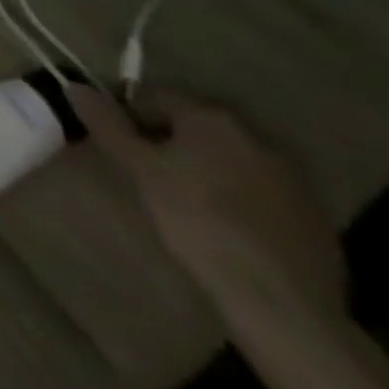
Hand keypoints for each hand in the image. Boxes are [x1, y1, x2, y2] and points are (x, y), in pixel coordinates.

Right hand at [71, 88, 346, 331]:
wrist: (281, 302)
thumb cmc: (197, 221)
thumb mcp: (140, 170)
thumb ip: (107, 124)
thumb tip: (74, 85)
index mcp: (210, 116)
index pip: (155, 96)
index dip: (129, 115)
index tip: (118, 146)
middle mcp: (254, 134)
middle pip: (195, 125)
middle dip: (169, 141)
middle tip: (148, 174)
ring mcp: (291, 176)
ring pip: (229, 157)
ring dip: (205, 167)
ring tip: (186, 202)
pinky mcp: (313, 216)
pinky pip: (261, 190)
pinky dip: (239, 197)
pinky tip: (228, 228)